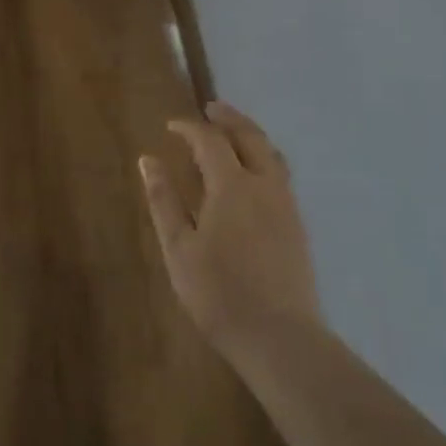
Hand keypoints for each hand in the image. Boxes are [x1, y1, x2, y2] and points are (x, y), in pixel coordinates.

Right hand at [140, 100, 320, 359]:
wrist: (279, 337)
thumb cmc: (218, 292)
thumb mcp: (178, 247)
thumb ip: (164, 200)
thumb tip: (148, 160)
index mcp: (232, 186)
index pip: (210, 140)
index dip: (189, 128)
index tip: (170, 126)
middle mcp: (264, 185)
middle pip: (250, 136)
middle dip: (229, 118)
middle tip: (210, 108)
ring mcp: (287, 205)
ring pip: (272, 154)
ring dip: (250, 135)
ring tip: (232, 133)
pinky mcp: (297, 225)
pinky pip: (280, 174)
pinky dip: (263, 157)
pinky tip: (251, 174)